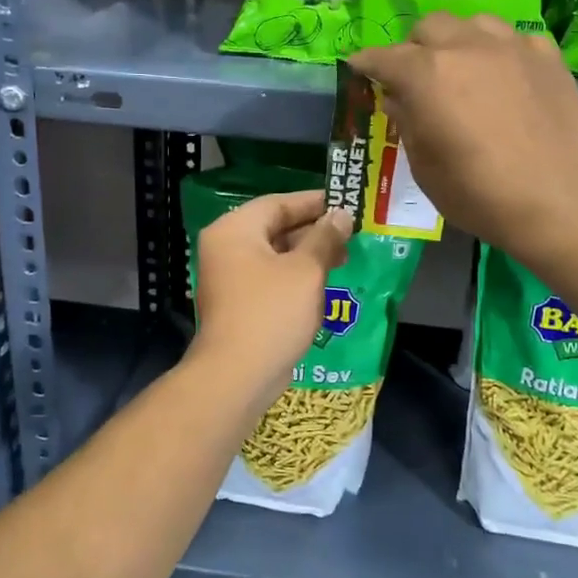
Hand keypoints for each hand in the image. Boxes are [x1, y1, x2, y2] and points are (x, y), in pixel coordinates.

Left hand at [191, 190, 353, 401]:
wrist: (238, 375)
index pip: (278, 204)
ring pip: (274, 255)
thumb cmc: (272, 313)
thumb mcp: (306, 270)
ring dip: (308, 255)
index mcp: (234, 230)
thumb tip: (341, 215)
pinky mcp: (238, 304)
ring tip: (344, 258)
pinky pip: (270, 279)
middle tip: (351, 233)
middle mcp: (226, 248)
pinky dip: (295, 277)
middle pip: (274, 228)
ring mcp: (229, 278)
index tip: (346, 202)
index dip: (314, 202)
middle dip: (314, 230)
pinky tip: (323, 284)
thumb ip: (325, 237)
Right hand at [348, 14, 577, 264]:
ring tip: (464, 70)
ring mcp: (511, 46)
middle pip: (429, 27)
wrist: (556, 200)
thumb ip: (407, 122)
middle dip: (415, 48)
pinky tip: (506, 79)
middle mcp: (465, 47)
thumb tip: (400, 98)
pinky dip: (500, 54)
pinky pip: (514, 40)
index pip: (383, 57)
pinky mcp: (547, 56)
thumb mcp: (424, 167)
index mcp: (426, 74)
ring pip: (474, 24)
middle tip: (417, 77)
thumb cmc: (477, 193)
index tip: (360, 70)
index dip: (367, 63)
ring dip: (459, 42)